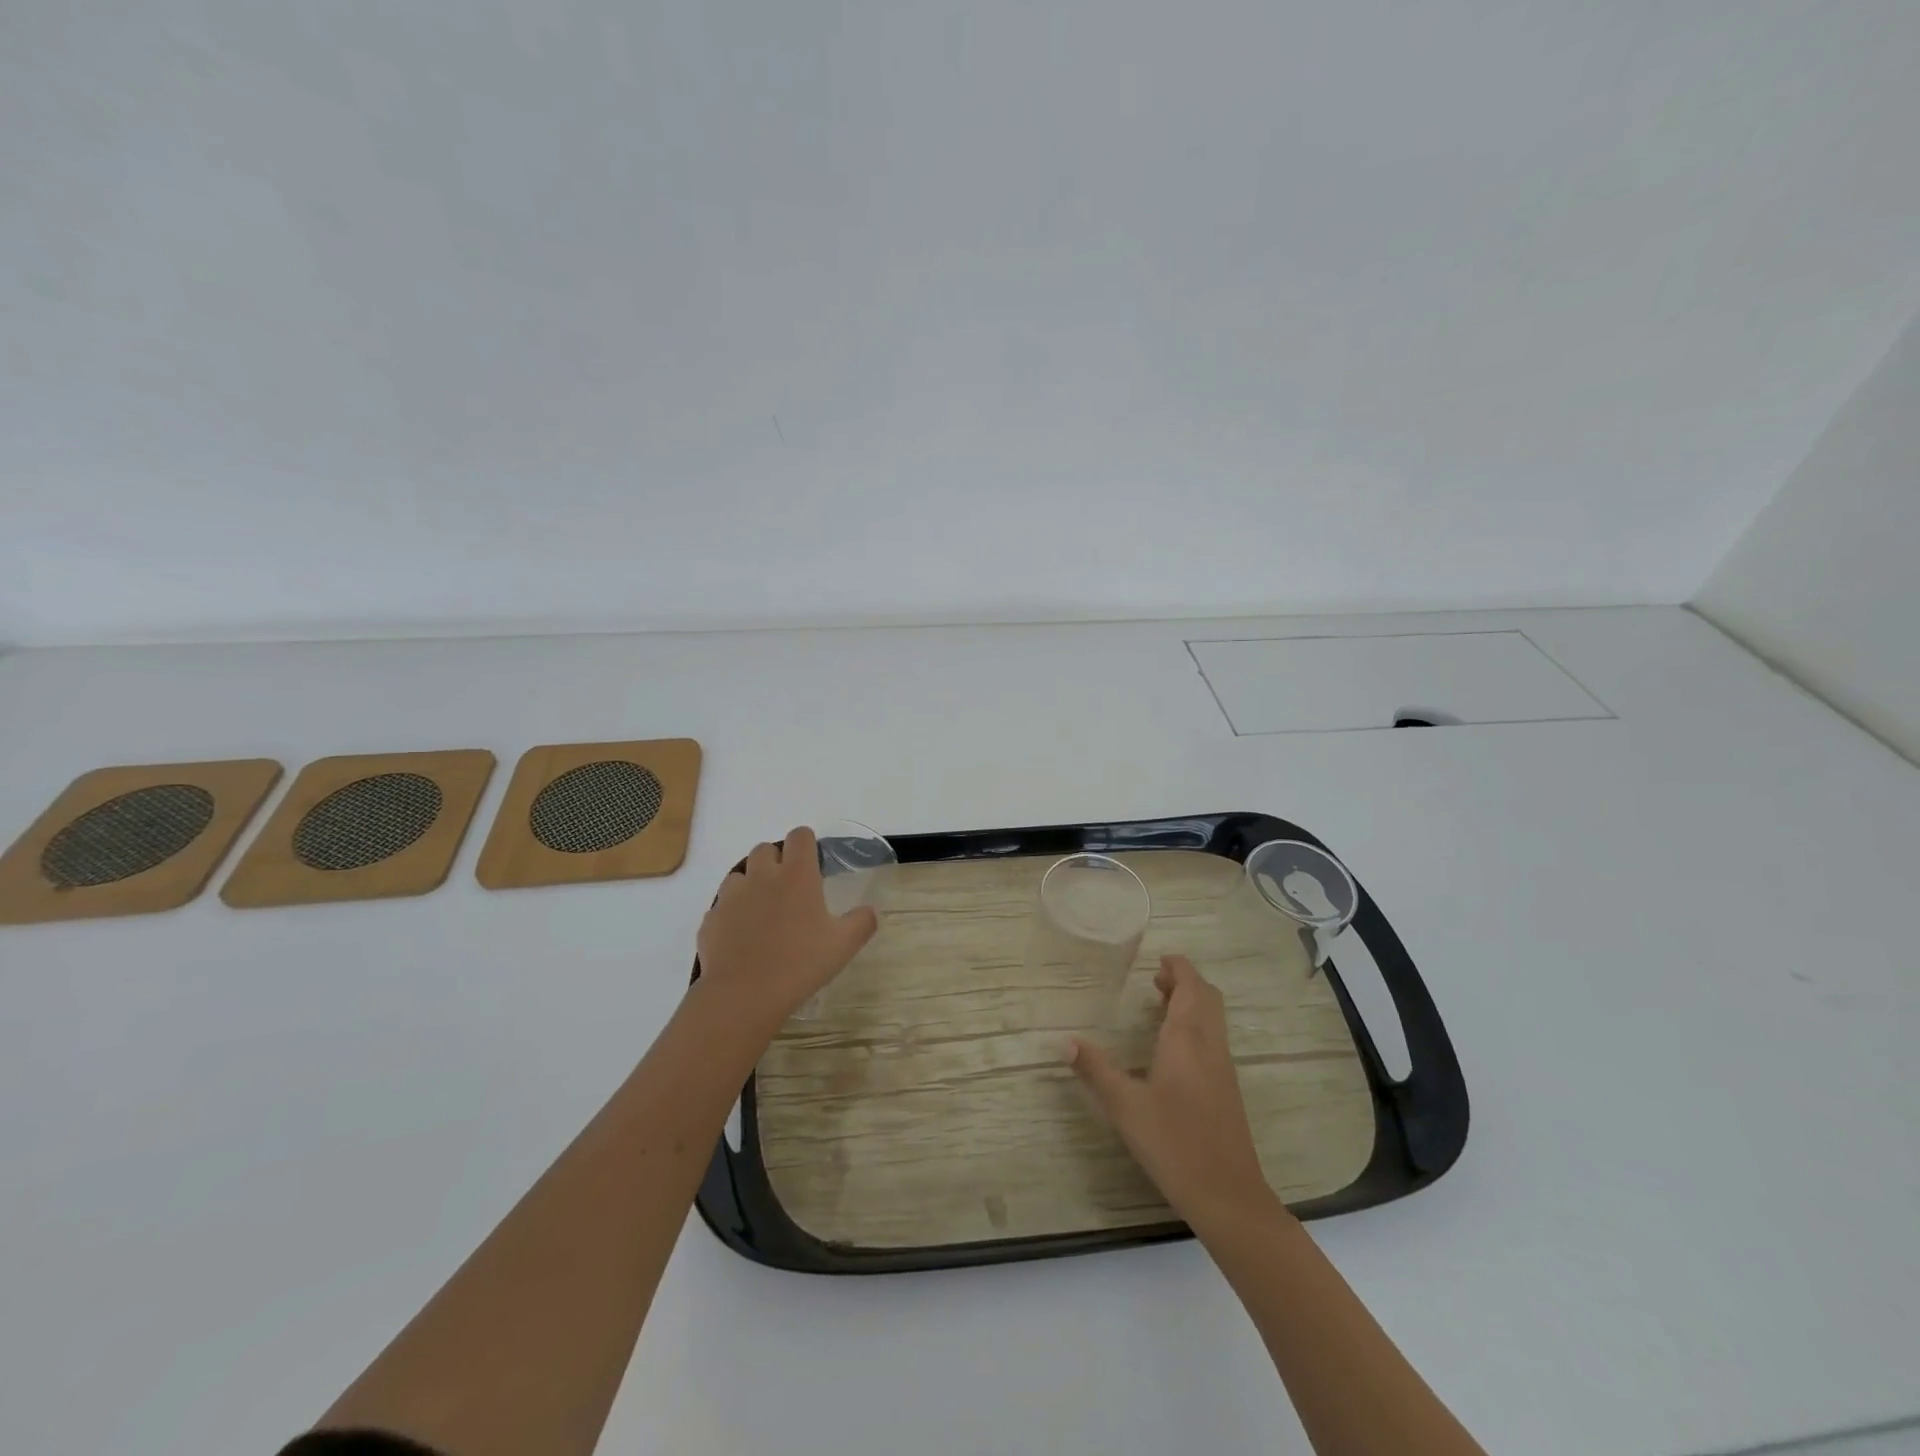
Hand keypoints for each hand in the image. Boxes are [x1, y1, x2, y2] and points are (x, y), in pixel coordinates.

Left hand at [696, 826, 878, 1022]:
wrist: (743, 995)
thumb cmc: (799, 964)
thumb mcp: (844, 945)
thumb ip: (862, 922)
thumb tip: (870, 911)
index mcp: (797, 875)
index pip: (800, 836)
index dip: (807, 843)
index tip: (813, 861)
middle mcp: (762, 876)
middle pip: (765, 849)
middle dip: (776, 860)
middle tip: (789, 889)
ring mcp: (732, 896)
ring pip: (739, 874)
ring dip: (751, 884)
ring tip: (762, 912)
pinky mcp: (711, 919)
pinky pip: (722, 906)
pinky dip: (732, 914)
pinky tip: (741, 937)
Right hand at [1068, 954, 1272, 1221]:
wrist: (1228, 1195)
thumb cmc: (1174, 1143)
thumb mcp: (1125, 1106)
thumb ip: (1095, 1070)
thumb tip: (1064, 1041)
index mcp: (1187, 1039)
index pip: (1191, 986)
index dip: (1178, 967)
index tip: (1159, 960)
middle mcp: (1209, 1045)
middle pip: (1207, 997)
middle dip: (1185, 981)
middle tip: (1155, 980)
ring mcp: (1223, 1068)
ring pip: (1213, 1019)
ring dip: (1192, 1003)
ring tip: (1160, 1006)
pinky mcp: (1226, 1089)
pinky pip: (1213, 1039)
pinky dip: (1196, 1026)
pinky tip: (1172, 1049)